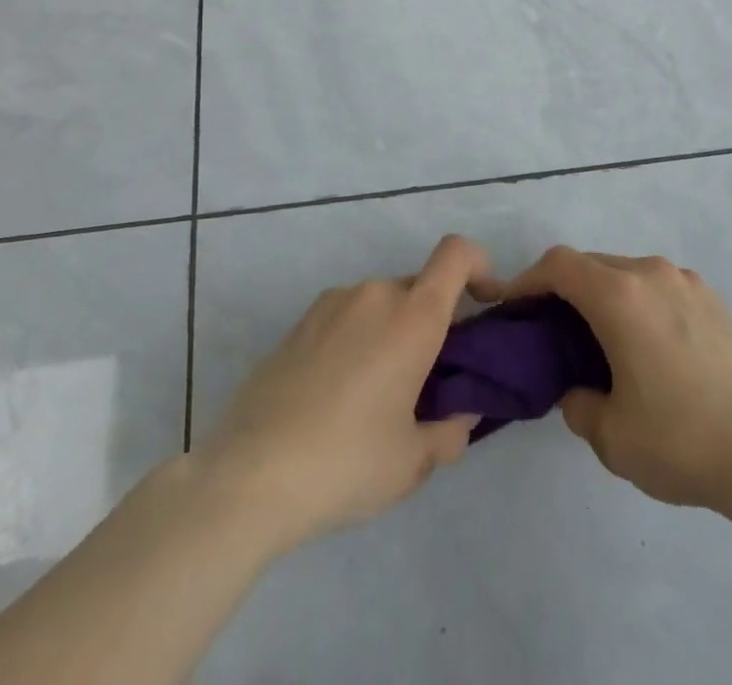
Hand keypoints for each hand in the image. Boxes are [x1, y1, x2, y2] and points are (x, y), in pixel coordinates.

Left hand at [197, 234, 491, 555]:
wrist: (247, 477)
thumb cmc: (345, 463)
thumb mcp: (412, 462)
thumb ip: (450, 430)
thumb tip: (460, 413)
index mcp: (413, 316)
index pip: (457, 254)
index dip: (480, 266)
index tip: (484, 303)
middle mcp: (375, 294)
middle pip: (419, 287)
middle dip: (432, 320)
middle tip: (425, 378)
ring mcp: (331, 304)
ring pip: (381, 304)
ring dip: (391, 332)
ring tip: (374, 394)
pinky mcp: (298, 323)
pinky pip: (345, 317)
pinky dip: (356, 340)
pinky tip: (334, 395)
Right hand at [479, 246, 731, 515]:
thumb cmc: (682, 439)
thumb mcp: (612, 437)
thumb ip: (578, 405)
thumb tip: (577, 390)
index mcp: (620, 296)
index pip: (559, 265)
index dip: (527, 279)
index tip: (512, 306)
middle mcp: (651, 274)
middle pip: (592, 264)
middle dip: (564, 289)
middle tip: (551, 331)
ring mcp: (686, 282)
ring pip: (627, 273)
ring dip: (604, 295)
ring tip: (600, 341)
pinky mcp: (712, 298)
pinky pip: (658, 286)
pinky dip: (638, 302)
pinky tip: (647, 347)